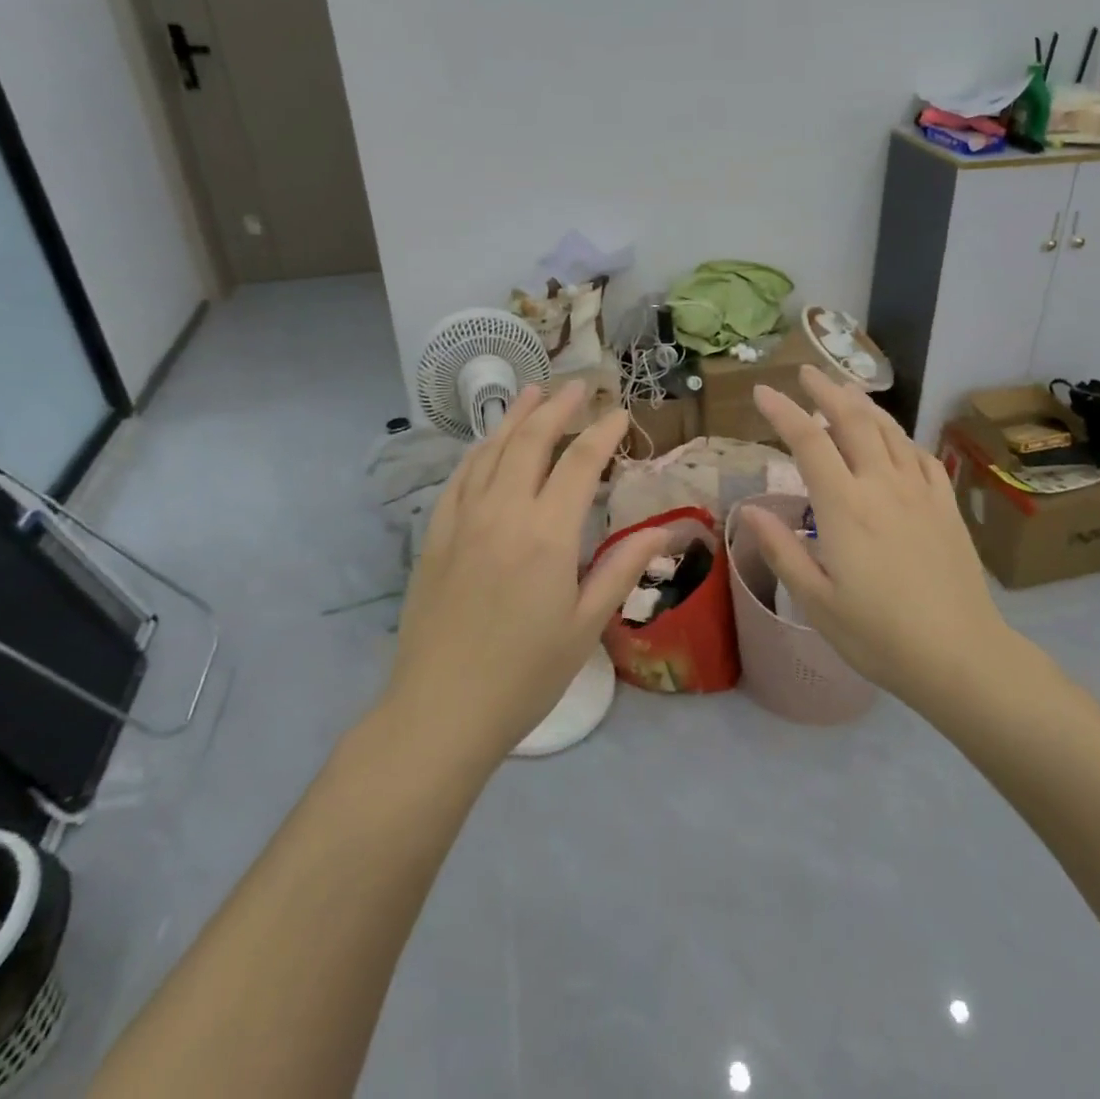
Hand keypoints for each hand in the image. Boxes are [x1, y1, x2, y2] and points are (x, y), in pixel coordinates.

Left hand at [387, 382, 667, 758]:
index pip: (579, 463)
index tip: (618, 413)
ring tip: (534, 392)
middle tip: (578, 387)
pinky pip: (460, 477)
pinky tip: (488, 442)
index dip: (602, 433)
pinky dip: (479, 450)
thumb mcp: (584, 626)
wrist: (440, 710)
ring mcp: (463, 520)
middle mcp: (503, 512)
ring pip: (491, 450)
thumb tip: (663, 533)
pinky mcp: (436, 535)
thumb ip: (621, 570)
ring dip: (516, 417)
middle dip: (558, 408)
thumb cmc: (524, 675)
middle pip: (531, 442)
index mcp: (547, 534)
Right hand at [746, 366, 1008, 705]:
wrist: (961, 656)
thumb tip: (750, 510)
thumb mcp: (816, 601)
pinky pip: (921, 455)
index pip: (809, 441)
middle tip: (806, 372)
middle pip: (853, 420)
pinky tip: (894, 439)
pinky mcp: (946, 505)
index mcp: (845, 507)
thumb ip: (782, 549)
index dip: (783, 411)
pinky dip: (901, 436)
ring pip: (890, 430)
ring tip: (845, 390)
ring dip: (863, 404)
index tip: (762, 390)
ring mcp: (920, 492)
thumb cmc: (879, 635)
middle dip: (826, 390)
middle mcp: (883, 485)